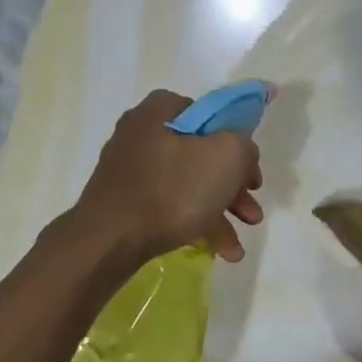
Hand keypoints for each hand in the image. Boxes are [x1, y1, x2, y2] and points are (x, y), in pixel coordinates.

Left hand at [72, 89, 264, 264]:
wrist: (110, 240)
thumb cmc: (173, 190)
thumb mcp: (227, 156)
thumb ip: (244, 144)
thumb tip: (240, 153)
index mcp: (161, 111)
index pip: (211, 115)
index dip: (237, 143)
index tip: (250, 174)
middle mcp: (141, 133)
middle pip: (202, 154)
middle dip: (233, 188)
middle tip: (251, 212)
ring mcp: (130, 169)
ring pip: (188, 184)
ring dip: (220, 212)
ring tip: (237, 246)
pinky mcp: (125, 201)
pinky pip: (169, 205)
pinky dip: (195, 223)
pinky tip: (219, 250)